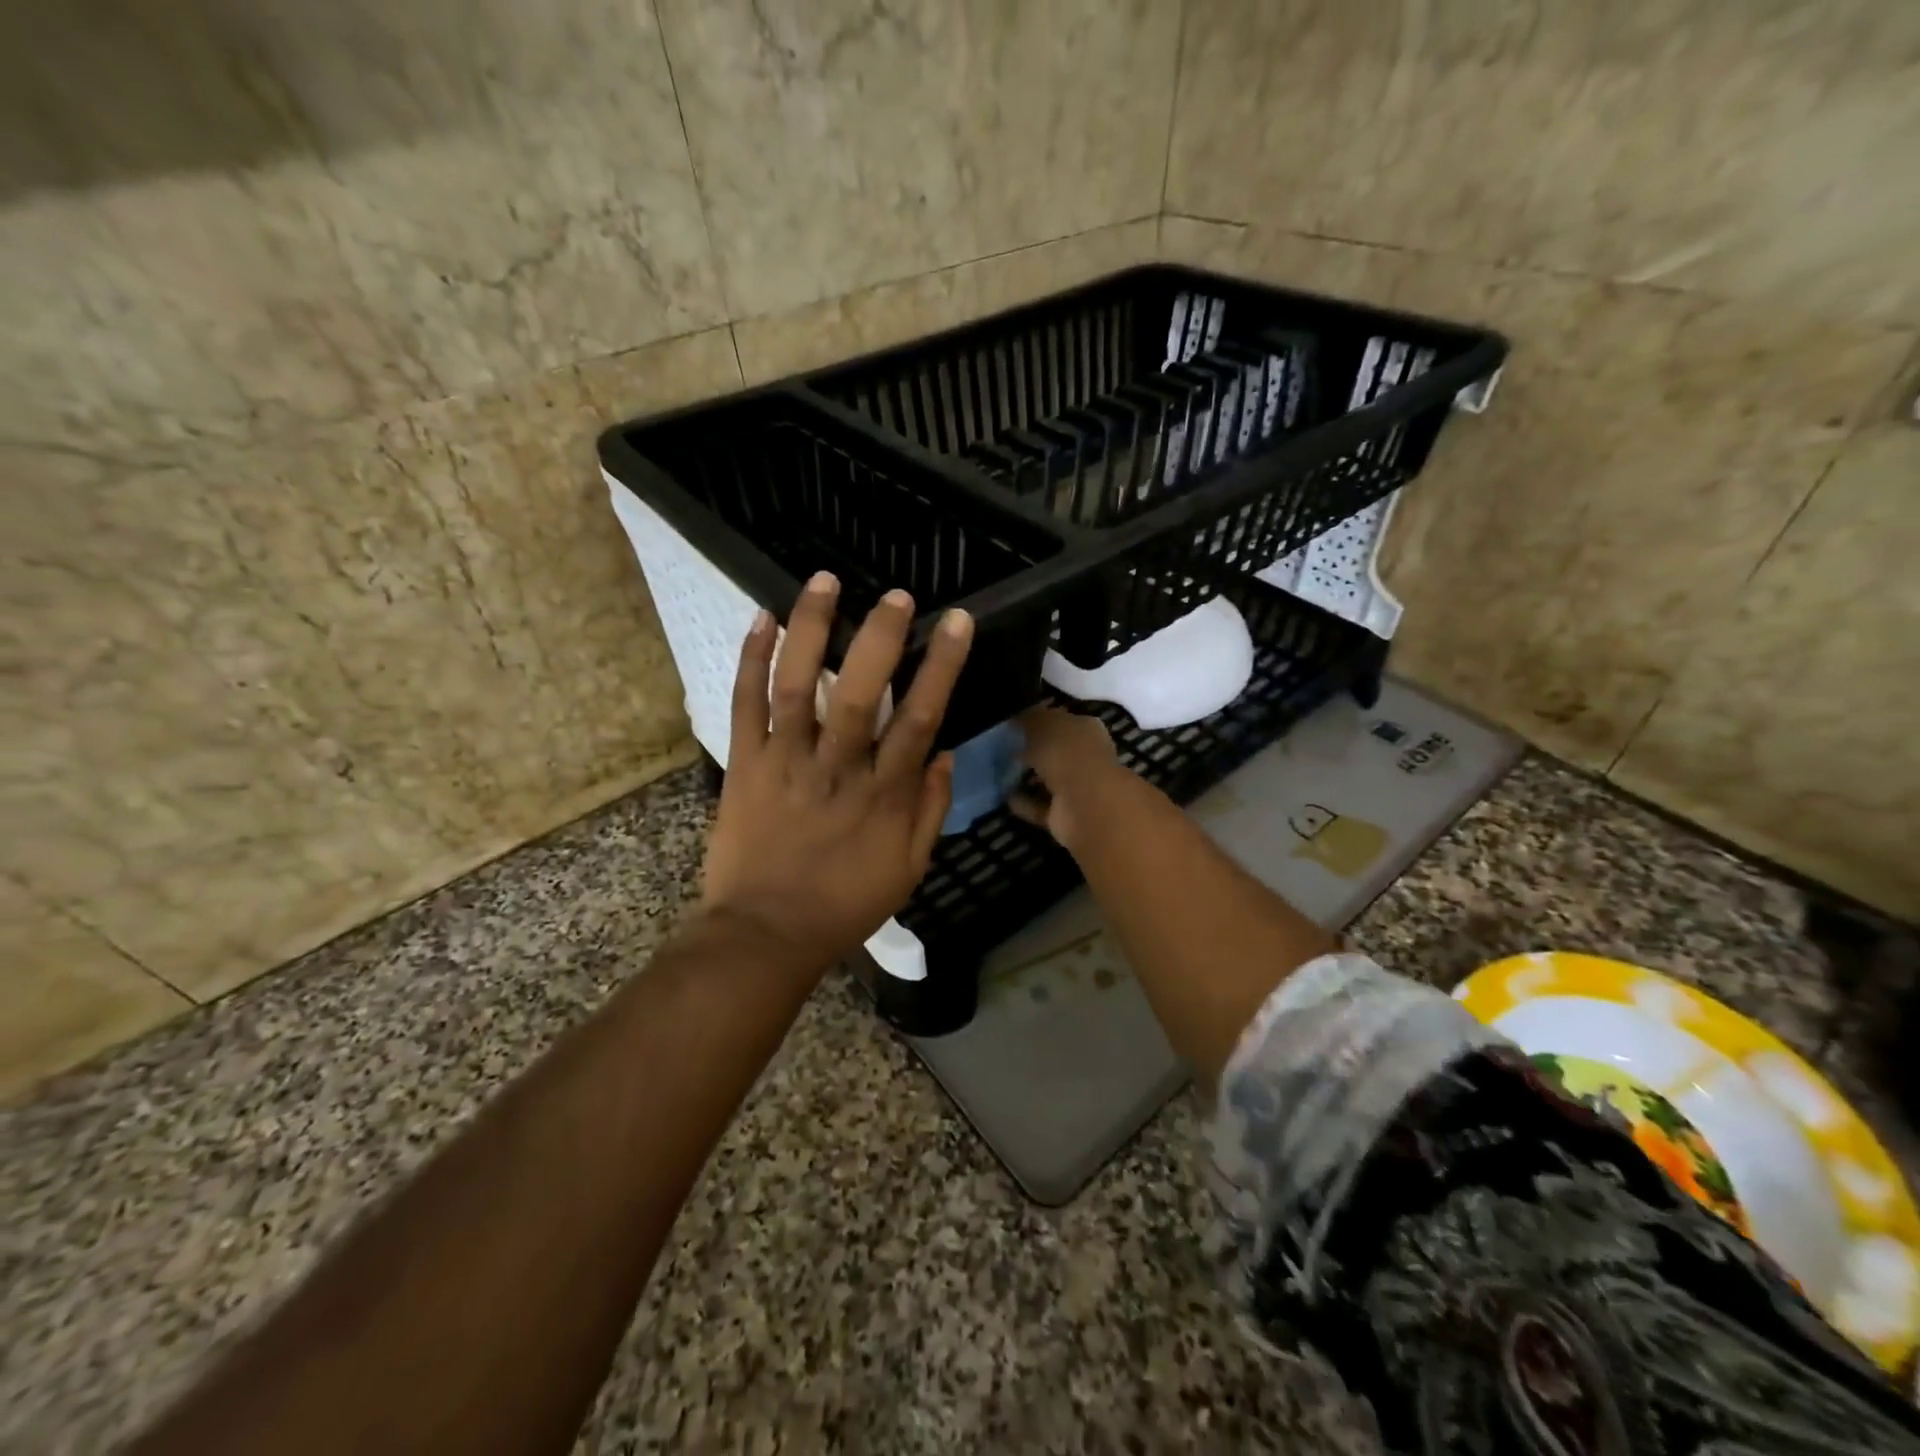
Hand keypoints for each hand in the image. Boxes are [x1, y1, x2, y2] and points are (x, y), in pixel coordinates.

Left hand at [701, 572, 973, 970]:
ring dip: (811, 629)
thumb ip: (930, 810)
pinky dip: (751, 660)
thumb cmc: (844, 905)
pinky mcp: (744, 764)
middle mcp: (836, 767)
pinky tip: (761, 619)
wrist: (765, 934)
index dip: (941, 665)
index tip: (956, 622)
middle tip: (896, 595)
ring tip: (824, 581)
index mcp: (883, 793)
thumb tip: (942, 754)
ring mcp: (785, 762)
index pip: (920, 717)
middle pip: (860, 692)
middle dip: (881, 636)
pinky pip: (745, 705)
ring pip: (797, 685)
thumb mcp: (909, 869)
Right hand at [1013, 706, 1123, 848]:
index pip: (1061, 720)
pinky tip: (1003, 796)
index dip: (1039, 720)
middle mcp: (1085, 756)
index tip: (1013, 723)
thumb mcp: (1042, 724)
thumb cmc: (1067, 753)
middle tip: (1002, 747)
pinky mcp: (1066, 814)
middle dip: (1032, 749)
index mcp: (1086, 728)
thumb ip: (1029, 718)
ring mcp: (1077, 788)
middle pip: (1055, 750)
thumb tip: (1017, 715)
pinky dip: (1024, 802)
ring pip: (1048, 779)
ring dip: (1028, 777)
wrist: (1085, 804)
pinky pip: (1040, 805)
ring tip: (998, 771)